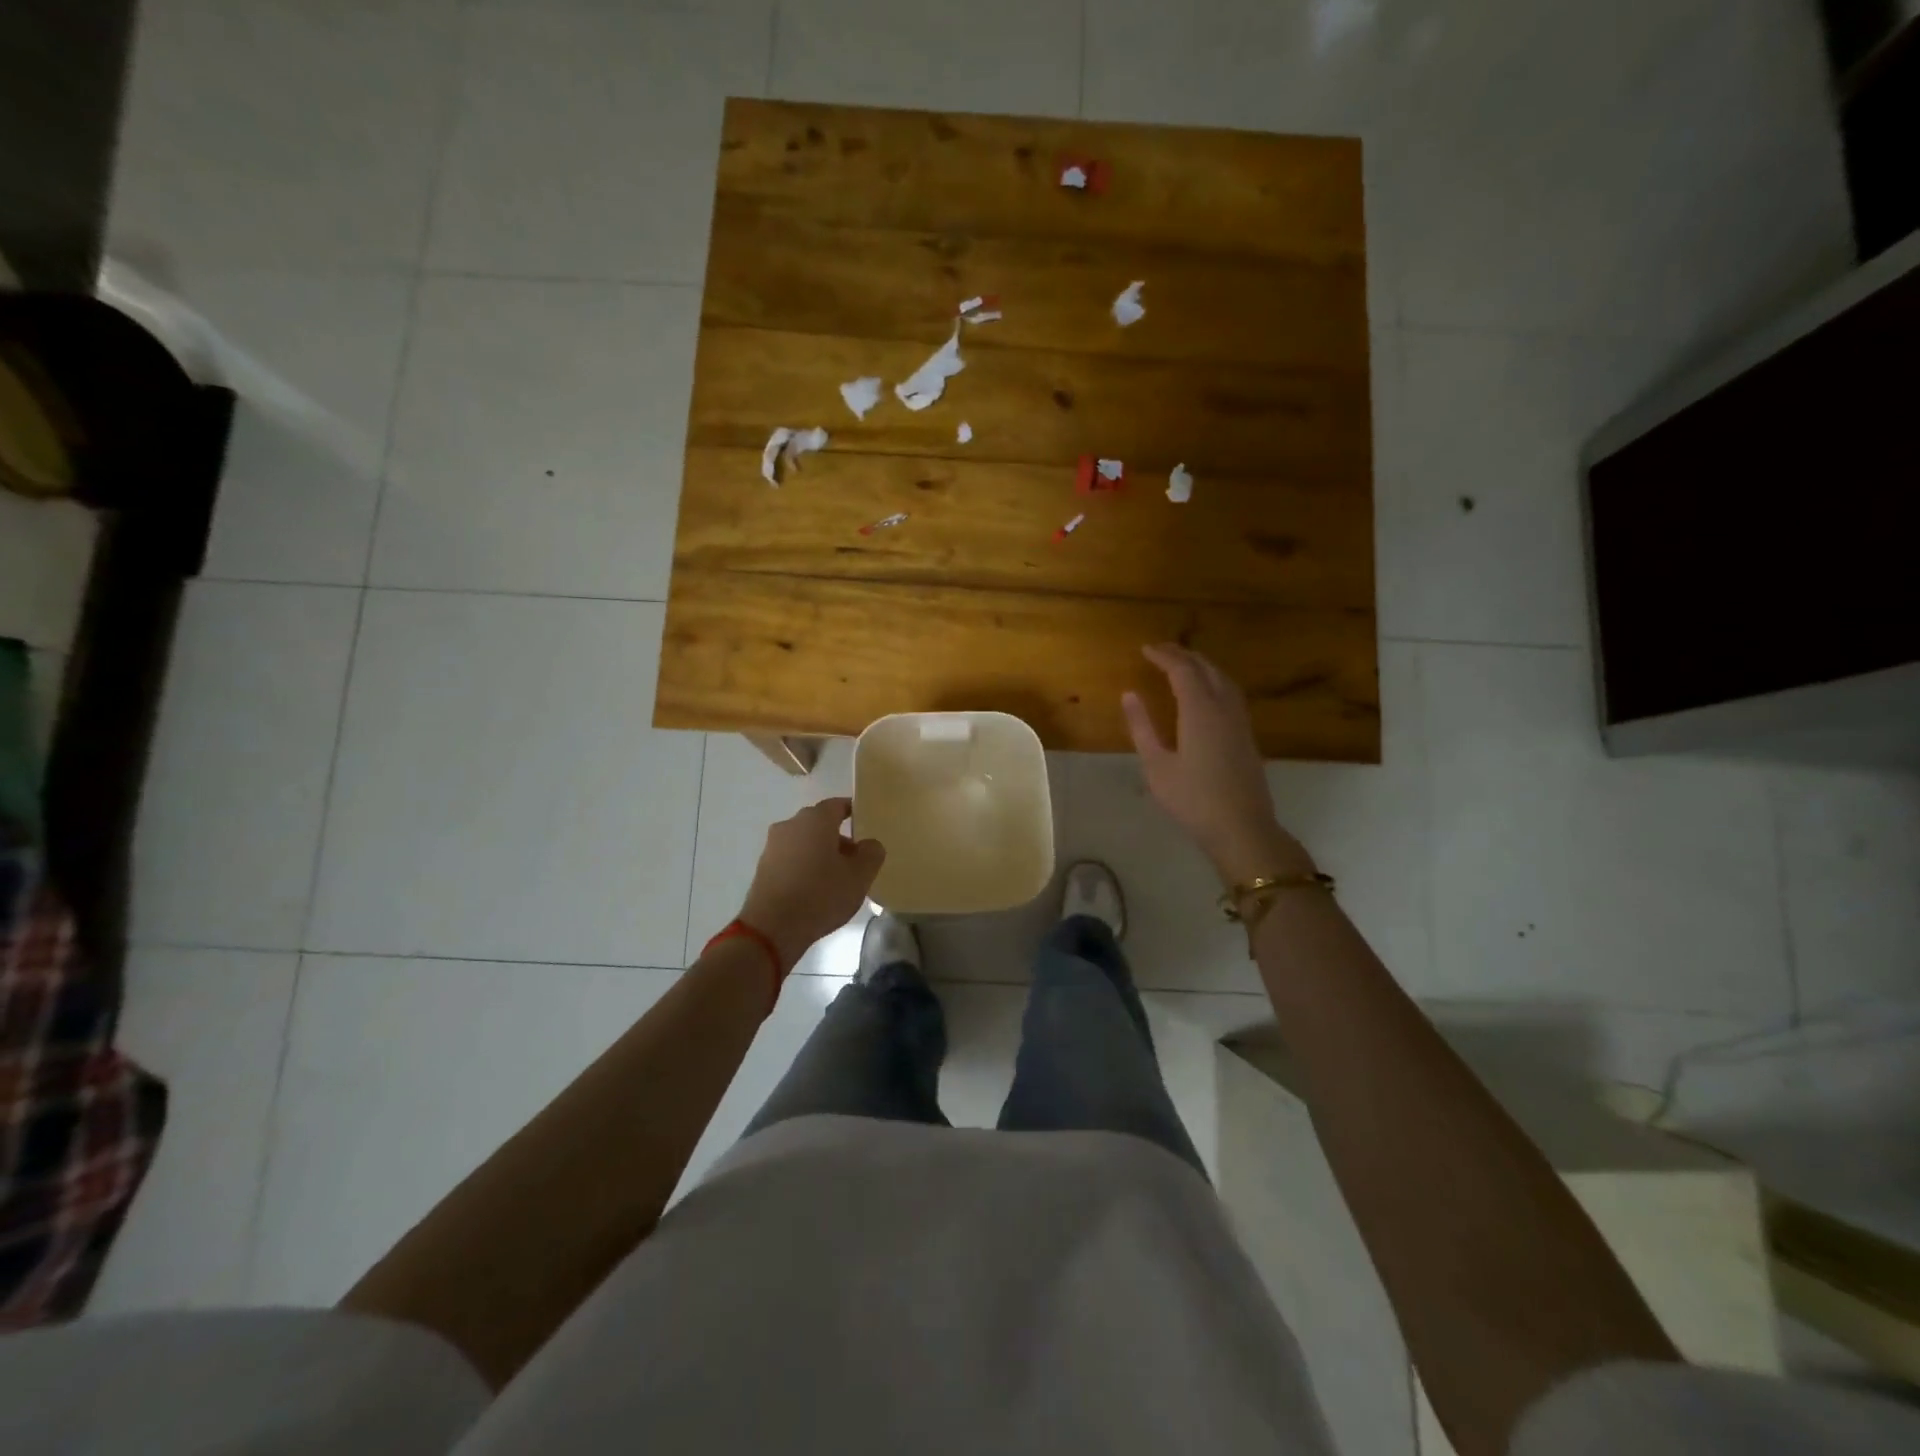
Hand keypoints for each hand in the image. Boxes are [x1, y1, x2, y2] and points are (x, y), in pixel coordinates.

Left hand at [738, 798, 884, 970]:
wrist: (772, 928)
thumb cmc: (821, 895)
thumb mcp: (860, 876)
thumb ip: (872, 853)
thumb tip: (869, 844)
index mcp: (815, 819)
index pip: (838, 805)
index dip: (853, 812)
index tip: (865, 825)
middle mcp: (791, 824)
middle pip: (820, 824)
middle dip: (838, 837)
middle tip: (856, 859)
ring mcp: (773, 846)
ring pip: (804, 842)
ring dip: (820, 853)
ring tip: (836, 878)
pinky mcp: (763, 867)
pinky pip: (790, 859)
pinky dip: (804, 867)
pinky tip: (814, 889)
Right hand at [1122, 643, 1314, 885]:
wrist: (1241, 828)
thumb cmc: (1192, 799)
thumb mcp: (1156, 765)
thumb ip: (1142, 727)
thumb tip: (1129, 694)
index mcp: (1200, 711)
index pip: (1183, 670)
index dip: (1164, 656)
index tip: (1145, 649)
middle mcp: (1224, 708)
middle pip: (1206, 669)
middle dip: (1183, 655)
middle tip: (1161, 651)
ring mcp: (1240, 721)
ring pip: (1223, 679)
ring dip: (1202, 665)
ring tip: (1182, 664)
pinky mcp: (1246, 735)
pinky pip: (1231, 693)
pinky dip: (1214, 681)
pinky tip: (1206, 692)